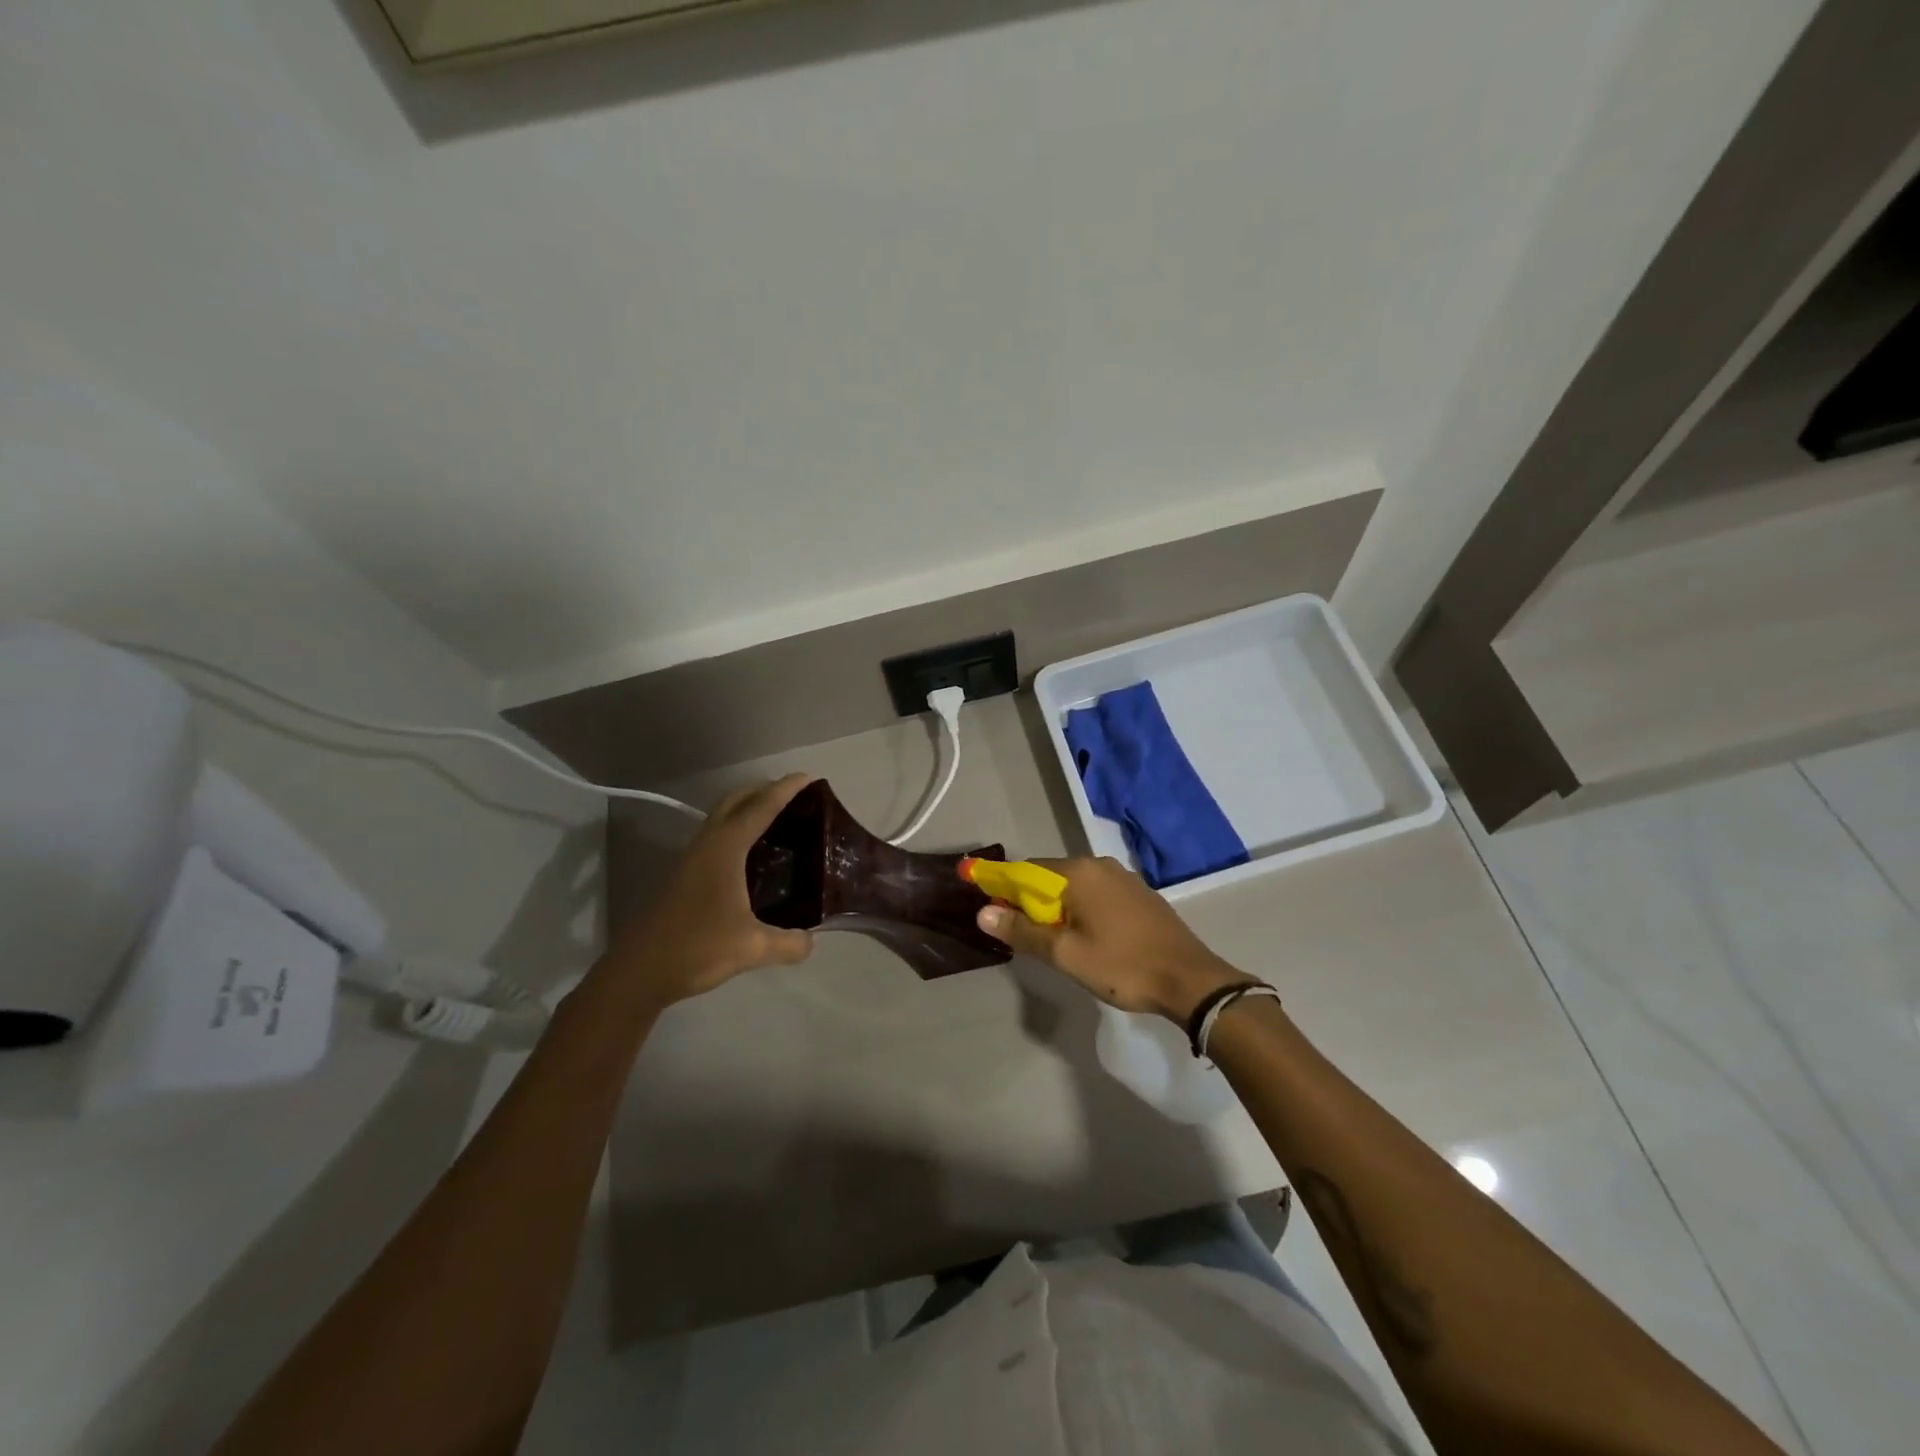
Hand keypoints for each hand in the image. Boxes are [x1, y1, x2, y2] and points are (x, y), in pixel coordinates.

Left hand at [604, 774, 816, 1006]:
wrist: (639, 972)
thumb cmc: (697, 948)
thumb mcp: (752, 948)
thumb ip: (789, 943)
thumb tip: (810, 941)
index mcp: (725, 849)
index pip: (761, 808)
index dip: (785, 790)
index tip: (809, 778)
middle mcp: (707, 844)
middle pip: (736, 800)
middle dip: (763, 790)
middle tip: (795, 795)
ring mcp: (691, 858)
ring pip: (722, 817)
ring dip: (747, 808)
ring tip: (778, 819)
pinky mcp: (684, 875)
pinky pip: (716, 836)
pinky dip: (737, 830)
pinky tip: (752, 855)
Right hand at [975, 856, 1251, 1022]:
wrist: (1190, 980)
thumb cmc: (1122, 965)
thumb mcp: (1065, 954)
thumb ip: (1023, 931)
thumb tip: (983, 913)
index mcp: (1078, 872)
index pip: (1026, 870)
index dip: (1004, 888)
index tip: (990, 909)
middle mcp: (1099, 865)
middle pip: (1050, 877)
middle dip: (1031, 902)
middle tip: (1024, 936)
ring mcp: (1123, 877)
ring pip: (1075, 887)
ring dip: (1057, 908)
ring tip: (1053, 942)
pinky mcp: (1139, 894)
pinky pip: (1097, 894)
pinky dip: (1081, 909)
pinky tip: (1086, 936)